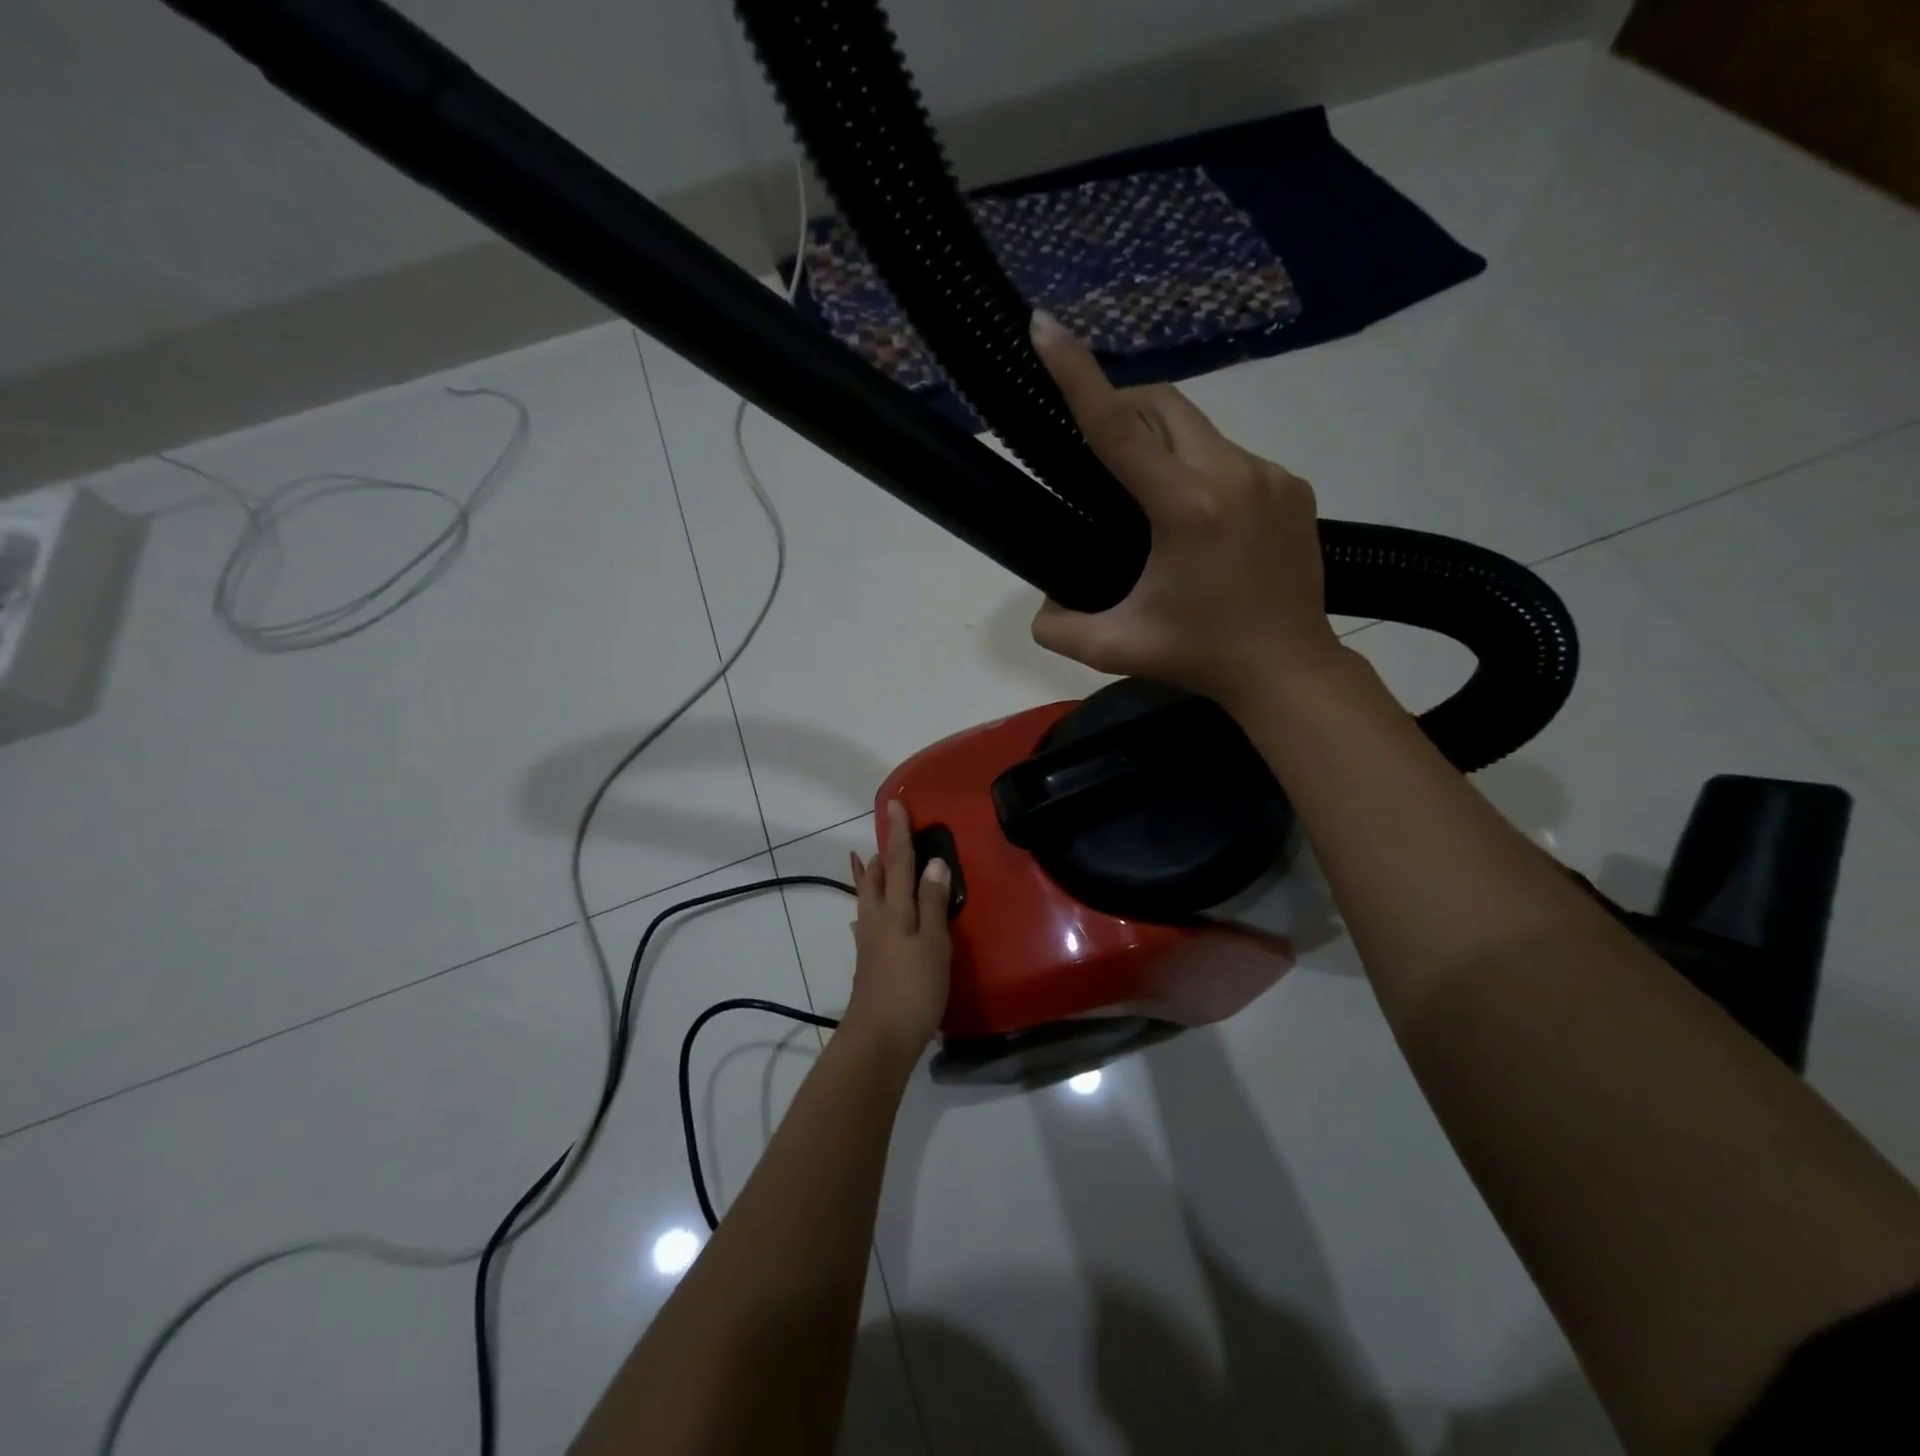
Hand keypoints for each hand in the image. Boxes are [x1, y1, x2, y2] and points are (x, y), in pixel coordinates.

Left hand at [841, 800, 951, 1064]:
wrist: (878, 1038)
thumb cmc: (913, 989)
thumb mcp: (933, 944)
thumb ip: (933, 903)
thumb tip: (933, 863)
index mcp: (895, 910)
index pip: (899, 862)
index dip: (899, 834)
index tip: (895, 805)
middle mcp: (877, 919)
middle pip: (876, 878)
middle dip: (882, 854)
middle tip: (886, 834)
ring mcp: (869, 942)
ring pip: (868, 898)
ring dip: (871, 877)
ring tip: (869, 862)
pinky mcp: (868, 962)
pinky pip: (866, 921)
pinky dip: (867, 908)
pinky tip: (863, 918)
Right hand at [1027, 310, 1340, 710]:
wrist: (1289, 670)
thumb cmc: (1200, 658)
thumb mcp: (1114, 649)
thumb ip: (1058, 627)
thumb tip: (1042, 601)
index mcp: (1186, 510)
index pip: (1118, 428)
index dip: (1077, 375)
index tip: (1045, 327)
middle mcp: (1233, 476)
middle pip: (1165, 404)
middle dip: (1122, 404)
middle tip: (1096, 443)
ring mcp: (1271, 476)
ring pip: (1199, 429)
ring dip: (1163, 442)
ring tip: (1148, 495)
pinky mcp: (1294, 486)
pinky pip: (1231, 456)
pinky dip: (1200, 467)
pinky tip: (1197, 516)